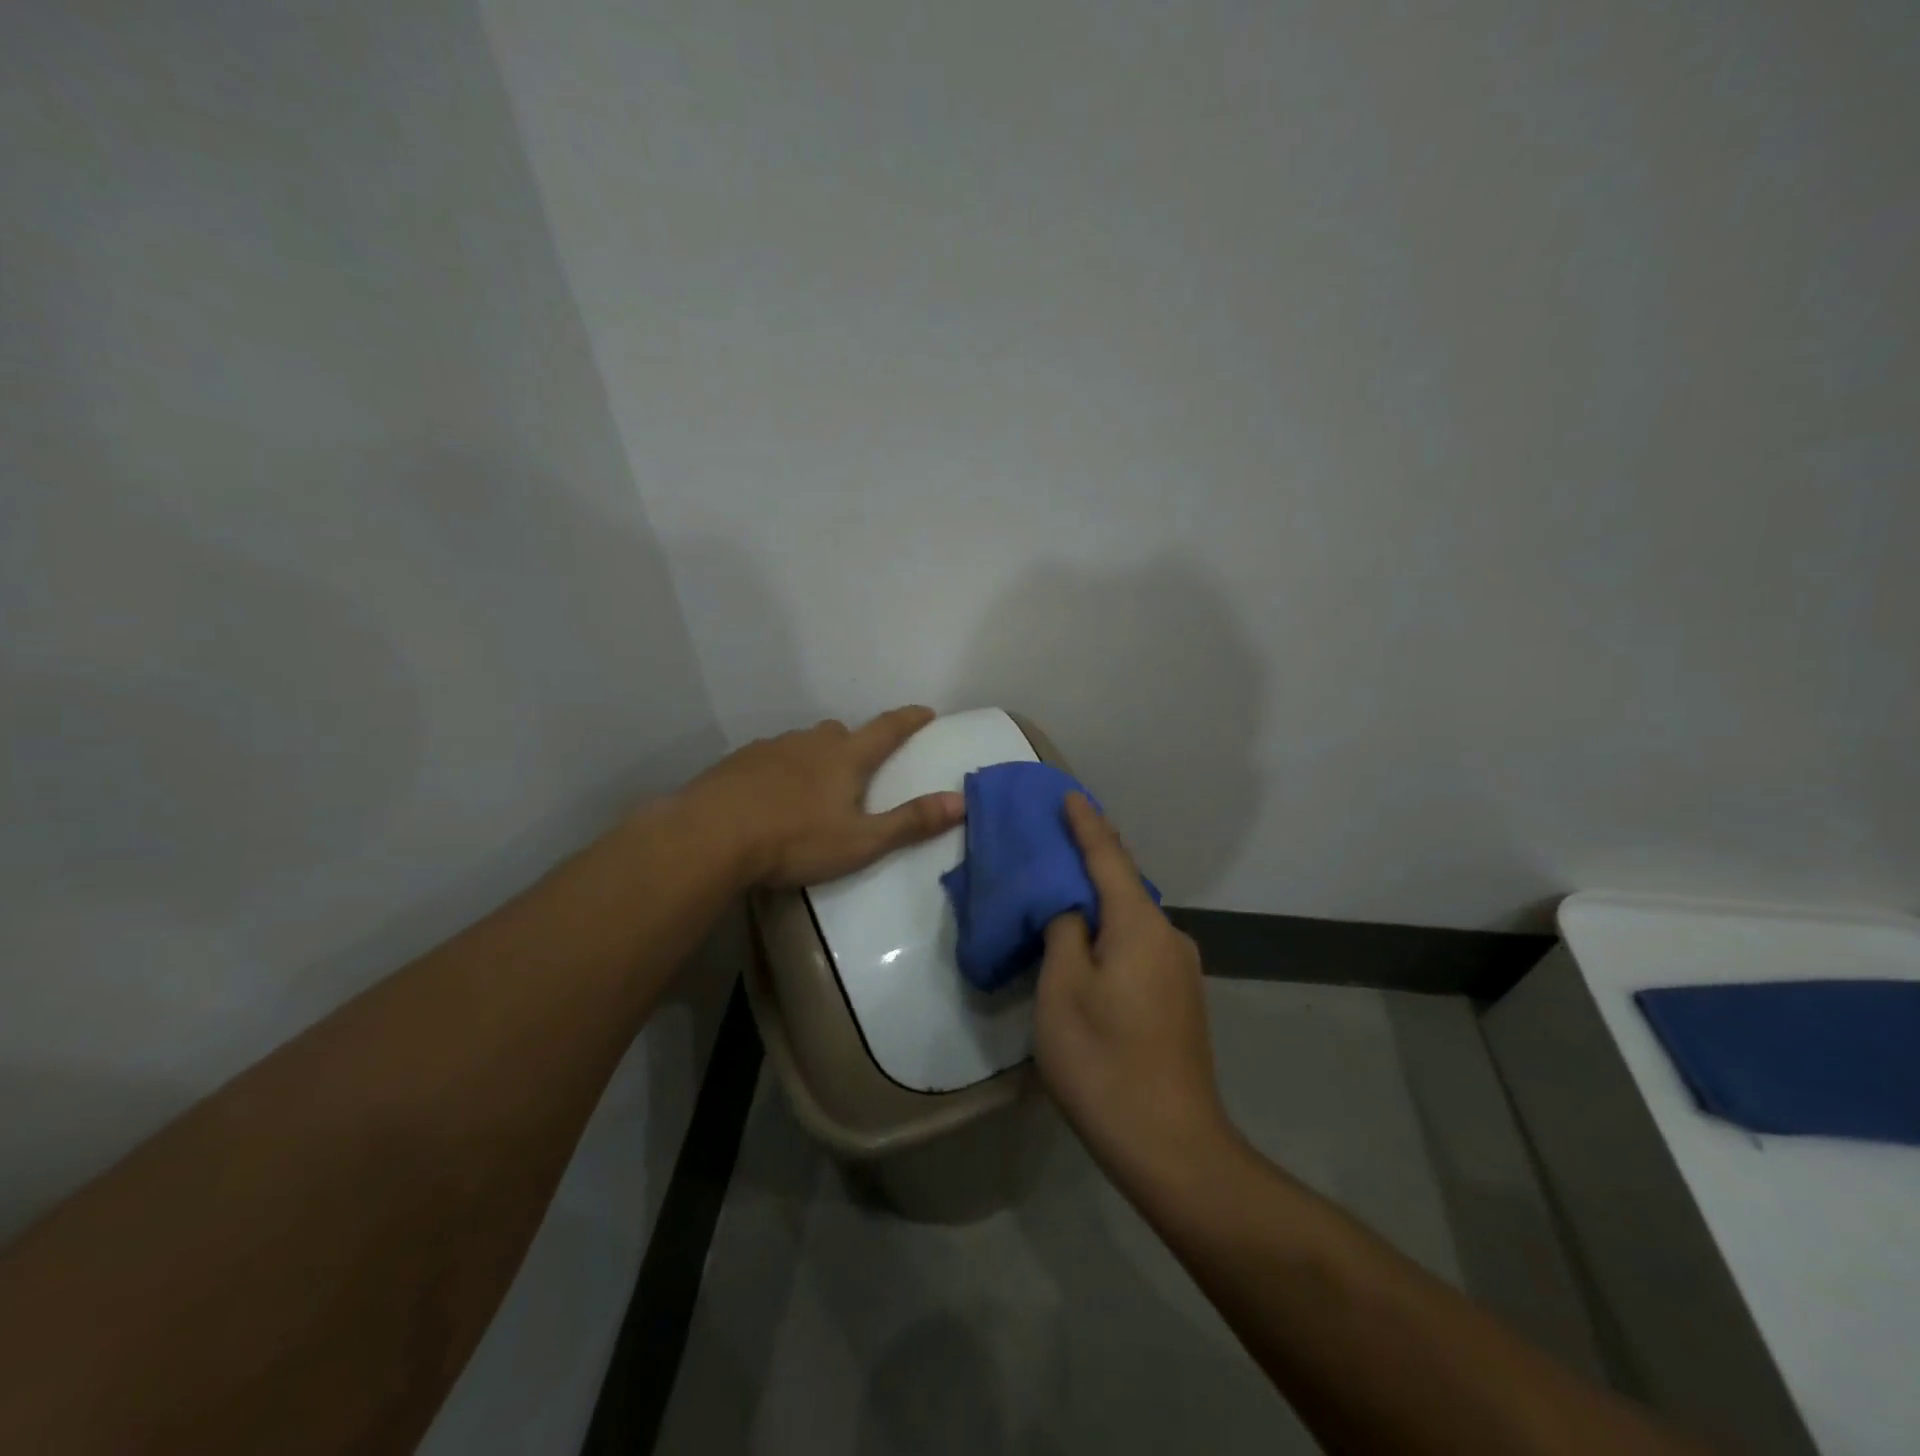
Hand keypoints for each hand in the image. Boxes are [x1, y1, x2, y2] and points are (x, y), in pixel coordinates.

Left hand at [682, 706, 964, 888]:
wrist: (710, 836)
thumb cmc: (794, 840)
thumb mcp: (861, 841)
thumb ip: (910, 822)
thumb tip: (961, 801)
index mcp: (845, 757)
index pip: (887, 729)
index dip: (909, 720)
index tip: (925, 711)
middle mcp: (810, 742)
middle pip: (841, 732)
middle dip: (855, 743)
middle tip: (859, 767)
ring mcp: (770, 748)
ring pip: (803, 743)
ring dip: (815, 757)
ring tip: (812, 788)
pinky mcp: (738, 762)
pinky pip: (770, 757)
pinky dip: (780, 770)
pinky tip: (770, 796)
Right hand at [1035, 794, 1238, 1201]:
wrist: (1173, 1147)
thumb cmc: (1104, 1062)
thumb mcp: (1062, 990)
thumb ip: (1063, 931)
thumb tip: (1070, 906)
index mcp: (1140, 924)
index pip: (1108, 857)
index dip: (1085, 823)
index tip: (1068, 794)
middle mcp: (1169, 936)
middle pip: (1123, 884)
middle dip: (1090, 859)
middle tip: (1053, 842)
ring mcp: (1181, 969)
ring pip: (1131, 918)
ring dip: (1098, 902)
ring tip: (1061, 894)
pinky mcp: (1180, 998)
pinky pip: (1139, 945)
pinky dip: (1110, 932)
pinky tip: (1088, 946)